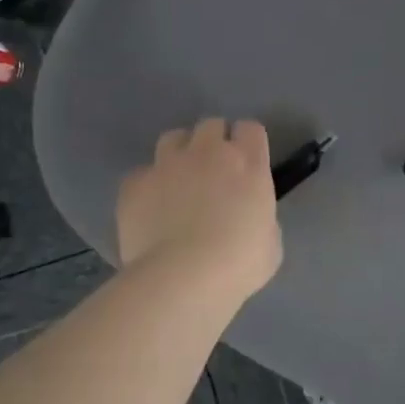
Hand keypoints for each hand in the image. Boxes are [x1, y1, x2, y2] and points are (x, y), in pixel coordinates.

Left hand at [117, 119, 282, 297]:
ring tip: (178, 181)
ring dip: (179, 153)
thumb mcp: (270, 242)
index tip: (247, 161)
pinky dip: (147, 186)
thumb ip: (260, 217)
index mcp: (249, 164)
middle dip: (213, 142)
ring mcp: (168, 164)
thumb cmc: (239, 264)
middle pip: (211, 125)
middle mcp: (208, 153)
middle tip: (213, 171)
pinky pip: (141, 174)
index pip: (250, 129)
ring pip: (172, 138)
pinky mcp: (135, 183)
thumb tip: (249, 217)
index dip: (247, 143)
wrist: (183, 278)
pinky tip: (150, 209)